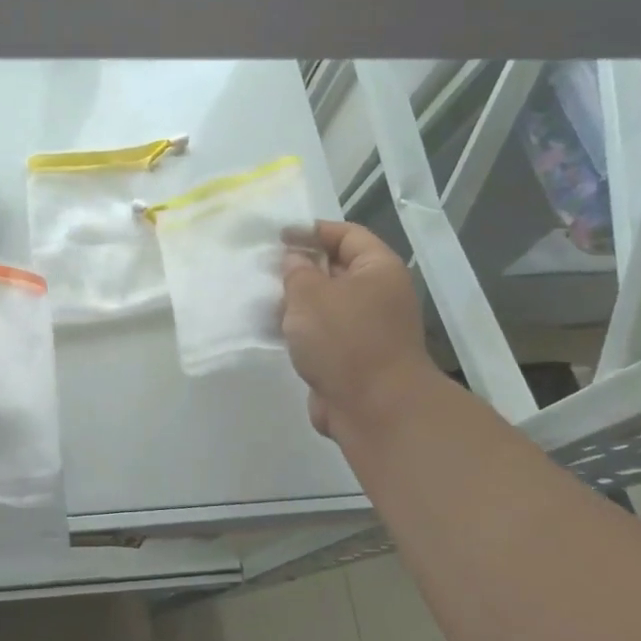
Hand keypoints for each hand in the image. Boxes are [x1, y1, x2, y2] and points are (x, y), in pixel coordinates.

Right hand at [280, 220, 435, 441]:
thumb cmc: (345, 339)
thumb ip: (297, 270)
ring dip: (297, 301)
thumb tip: (295, 260)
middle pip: (336, 269)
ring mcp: (367, 329)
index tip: (279, 237)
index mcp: (378, 269)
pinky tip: (272, 330)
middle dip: (301, 267)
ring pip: (326, 304)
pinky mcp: (352, 357)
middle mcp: (378, 295)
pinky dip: (300, 330)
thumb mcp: (311, 294)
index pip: (347, 234)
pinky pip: (322, 333)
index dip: (313, 230)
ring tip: (262, 298)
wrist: (375, 409)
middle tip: (265, 268)